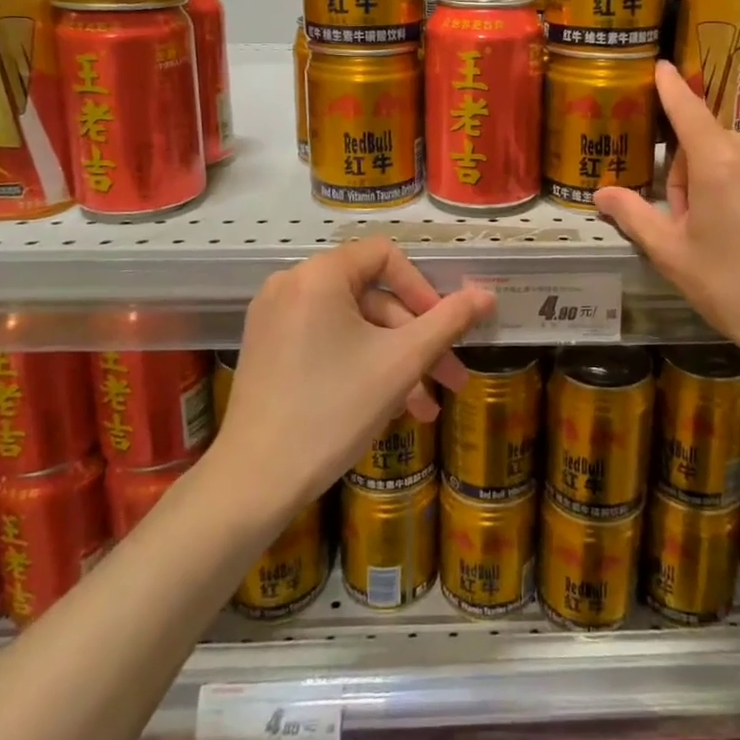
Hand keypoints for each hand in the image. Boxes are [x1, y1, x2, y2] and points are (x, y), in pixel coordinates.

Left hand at [215, 239, 491, 511]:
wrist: (253, 483)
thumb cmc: (333, 411)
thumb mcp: (401, 363)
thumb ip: (448, 322)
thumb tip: (486, 295)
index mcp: (318, 275)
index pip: (385, 256)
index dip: (423, 289)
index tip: (444, 329)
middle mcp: (291, 284)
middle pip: (371, 297)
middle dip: (415, 340)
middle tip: (450, 378)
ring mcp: (274, 318)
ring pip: (352, 326)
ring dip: (393, 361)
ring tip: (425, 408)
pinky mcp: (267, 349)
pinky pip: (327, 340)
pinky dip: (360, 364)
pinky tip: (388, 405)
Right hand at [592, 62, 739, 423]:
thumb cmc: (734, 289)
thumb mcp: (673, 256)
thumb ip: (634, 216)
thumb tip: (600, 194)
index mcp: (719, 163)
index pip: (687, 110)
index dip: (670, 87)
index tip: (662, 65)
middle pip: (713, 144)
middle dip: (694, 173)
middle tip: (695, 225)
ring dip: (731, 182)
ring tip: (735, 235)